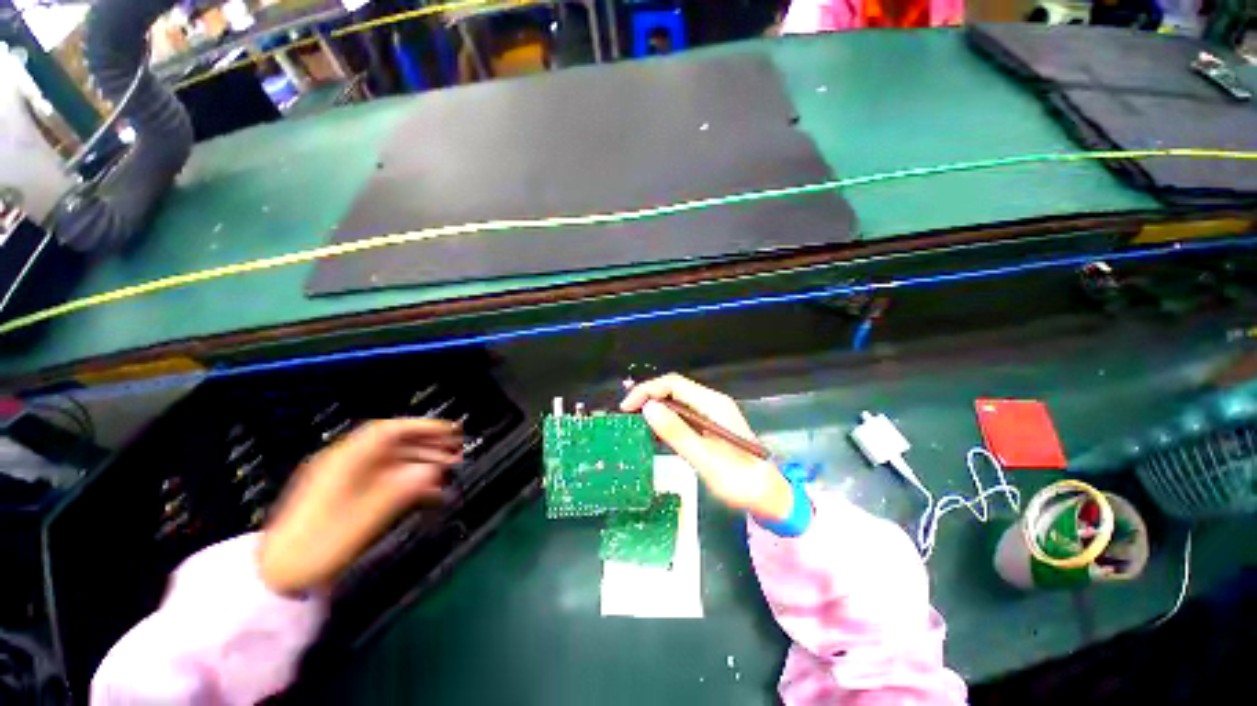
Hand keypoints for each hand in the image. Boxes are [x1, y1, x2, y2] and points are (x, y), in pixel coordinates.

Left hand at [258, 419, 461, 595]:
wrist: (278, 575)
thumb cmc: (317, 545)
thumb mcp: (364, 517)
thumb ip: (401, 490)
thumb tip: (434, 471)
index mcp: (345, 460)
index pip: (390, 431)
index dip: (424, 427)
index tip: (450, 430)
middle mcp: (347, 464)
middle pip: (395, 444)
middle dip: (429, 444)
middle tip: (457, 450)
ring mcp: (347, 480)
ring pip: (394, 462)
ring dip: (423, 462)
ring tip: (450, 469)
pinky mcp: (349, 496)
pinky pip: (386, 479)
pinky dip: (409, 480)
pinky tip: (429, 490)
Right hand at [620, 374, 792, 520]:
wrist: (768, 494)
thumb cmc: (739, 480)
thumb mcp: (704, 459)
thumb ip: (677, 432)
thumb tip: (648, 407)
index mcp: (712, 404)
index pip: (673, 383)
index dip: (647, 390)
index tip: (627, 408)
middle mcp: (712, 402)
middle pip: (673, 388)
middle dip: (648, 397)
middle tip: (627, 416)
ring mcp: (712, 412)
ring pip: (676, 400)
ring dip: (655, 408)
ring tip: (635, 423)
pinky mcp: (710, 424)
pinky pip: (683, 414)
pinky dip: (666, 419)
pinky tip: (654, 433)